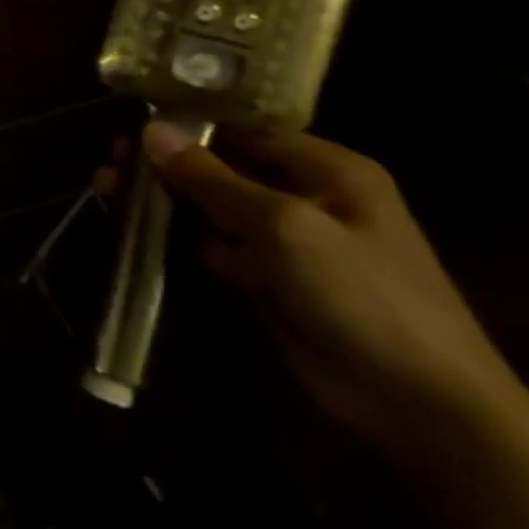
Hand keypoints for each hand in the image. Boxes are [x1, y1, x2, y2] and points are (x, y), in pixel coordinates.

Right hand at [106, 121, 518, 447]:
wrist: (421, 407)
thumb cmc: (361, 295)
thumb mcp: (282, 226)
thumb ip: (211, 177)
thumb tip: (149, 130)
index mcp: (328, 171)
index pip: (245, 130)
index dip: (188, 124)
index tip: (130, 121)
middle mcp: (308, 197)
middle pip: (223, 167)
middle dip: (167, 163)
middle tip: (111, 158)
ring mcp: (289, 242)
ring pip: (212, 206)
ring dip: (165, 198)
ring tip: (107, 186)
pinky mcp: (270, 279)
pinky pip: (215, 244)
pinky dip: (178, 236)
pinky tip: (134, 228)